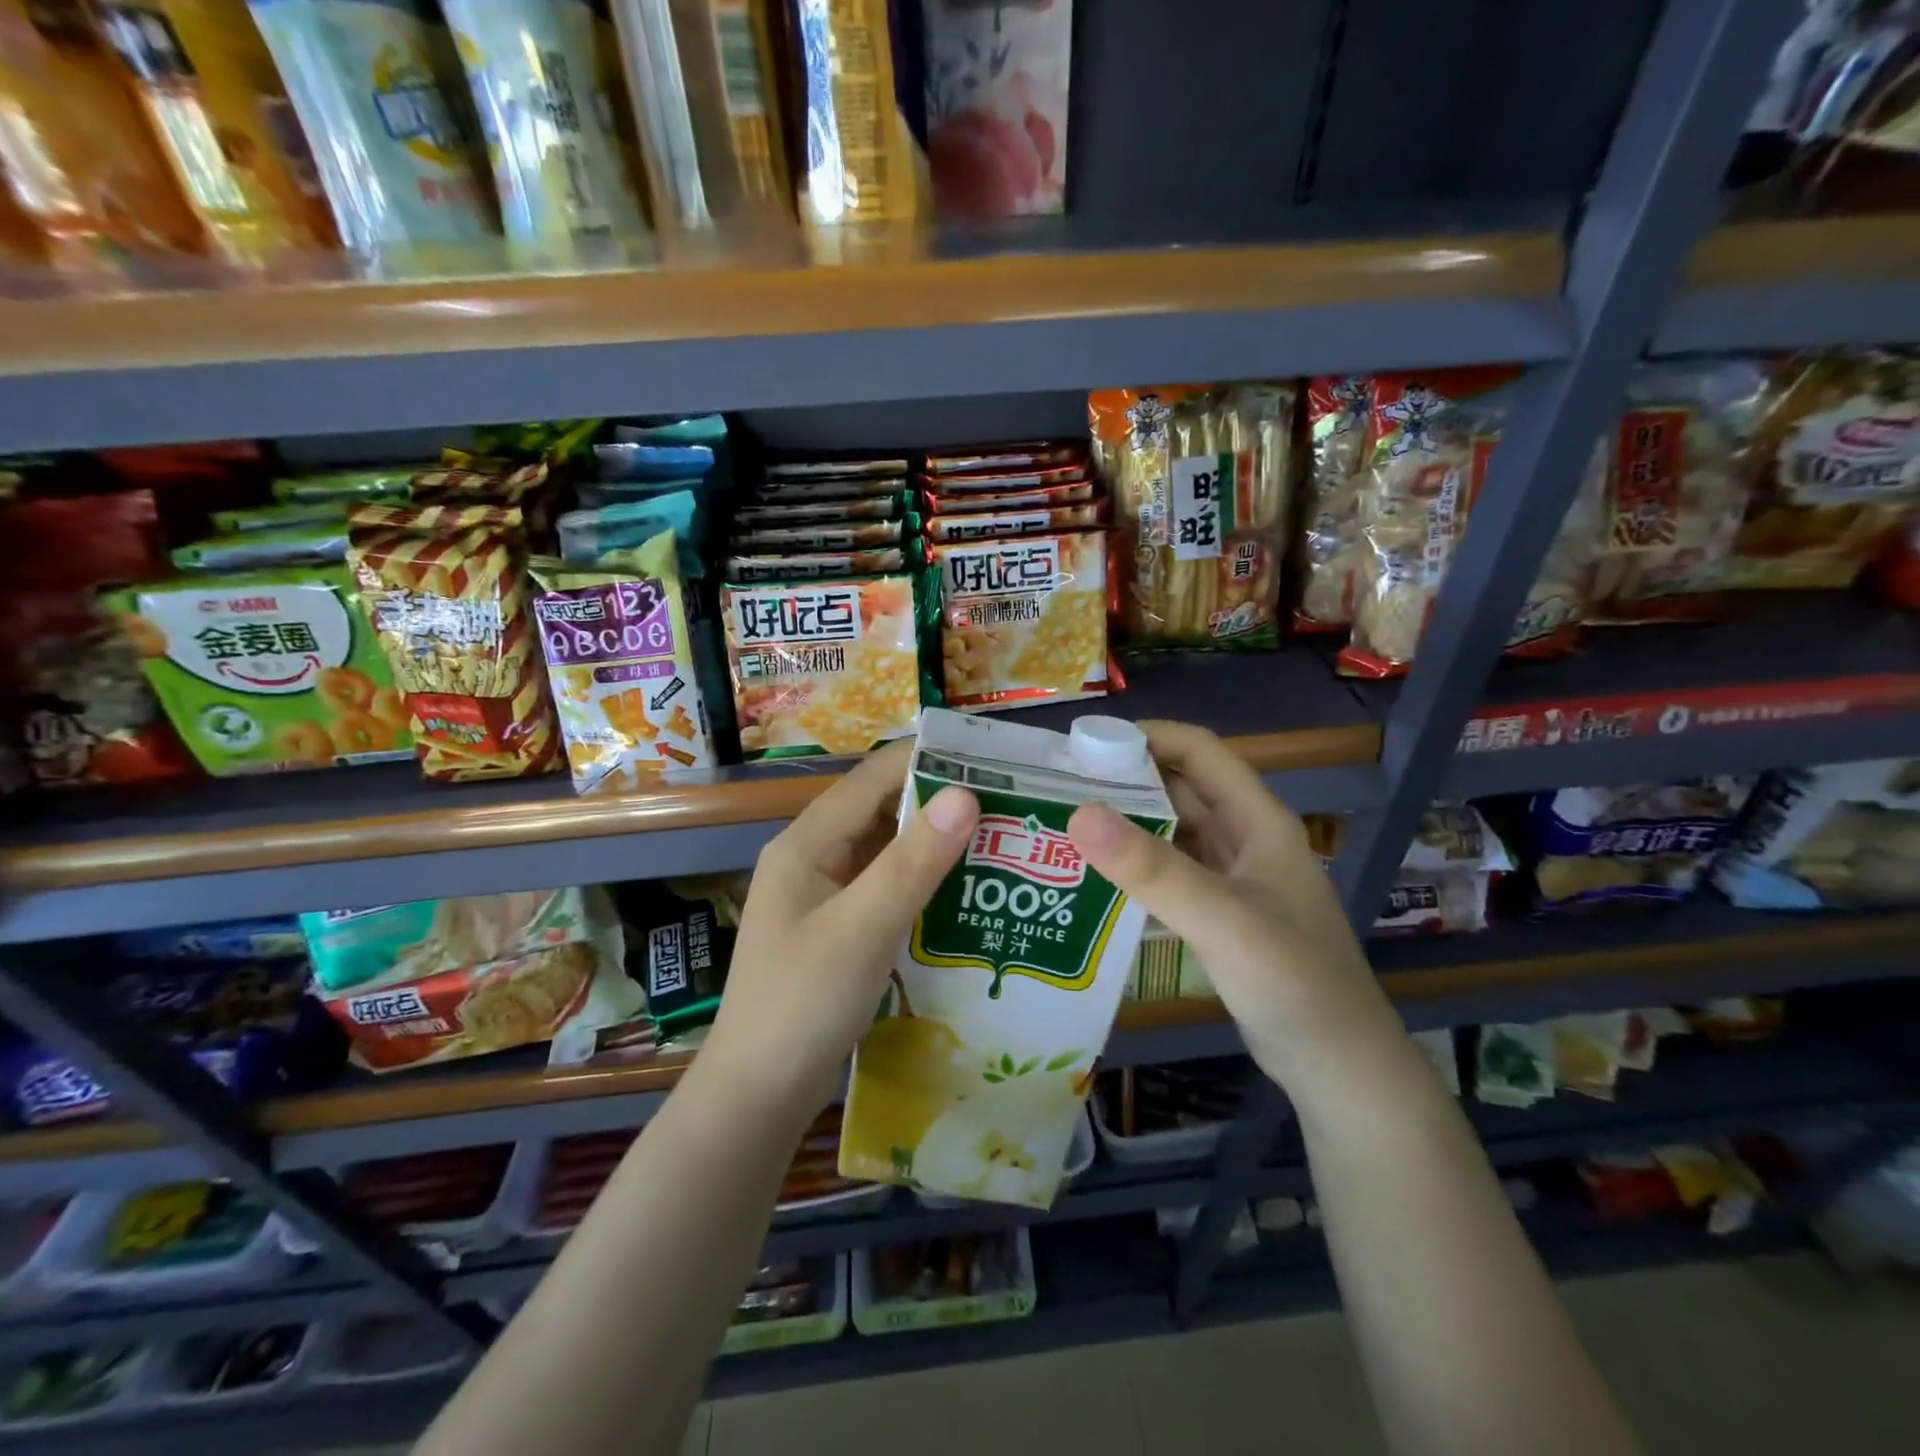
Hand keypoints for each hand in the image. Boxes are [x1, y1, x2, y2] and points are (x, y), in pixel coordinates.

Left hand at [707, 742, 979, 1116]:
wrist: (757, 1096)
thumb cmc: (801, 1006)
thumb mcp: (861, 930)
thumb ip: (911, 863)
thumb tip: (966, 795)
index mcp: (808, 841)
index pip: (876, 776)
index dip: (932, 762)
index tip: (995, 766)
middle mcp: (815, 856)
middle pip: (883, 809)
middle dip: (942, 804)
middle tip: (1011, 809)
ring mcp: (826, 894)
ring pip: (888, 850)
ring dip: (937, 845)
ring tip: (1002, 845)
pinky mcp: (840, 927)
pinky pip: (887, 888)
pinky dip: (924, 884)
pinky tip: (966, 896)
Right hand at [1066, 721, 1403, 1105]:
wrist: (1338, 1066)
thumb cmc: (1293, 982)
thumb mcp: (1221, 920)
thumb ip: (1152, 869)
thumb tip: (1078, 812)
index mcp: (1257, 820)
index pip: (1199, 751)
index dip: (1146, 737)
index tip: (1084, 745)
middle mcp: (1244, 838)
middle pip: (1179, 788)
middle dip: (1124, 780)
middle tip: (1059, 787)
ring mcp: (1232, 877)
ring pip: (1171, 831)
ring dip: (1126, 823)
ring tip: (1065, 824)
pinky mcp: (1219, 912)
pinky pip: (1170, 872)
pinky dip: (1135, 866)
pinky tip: (1095, 877)